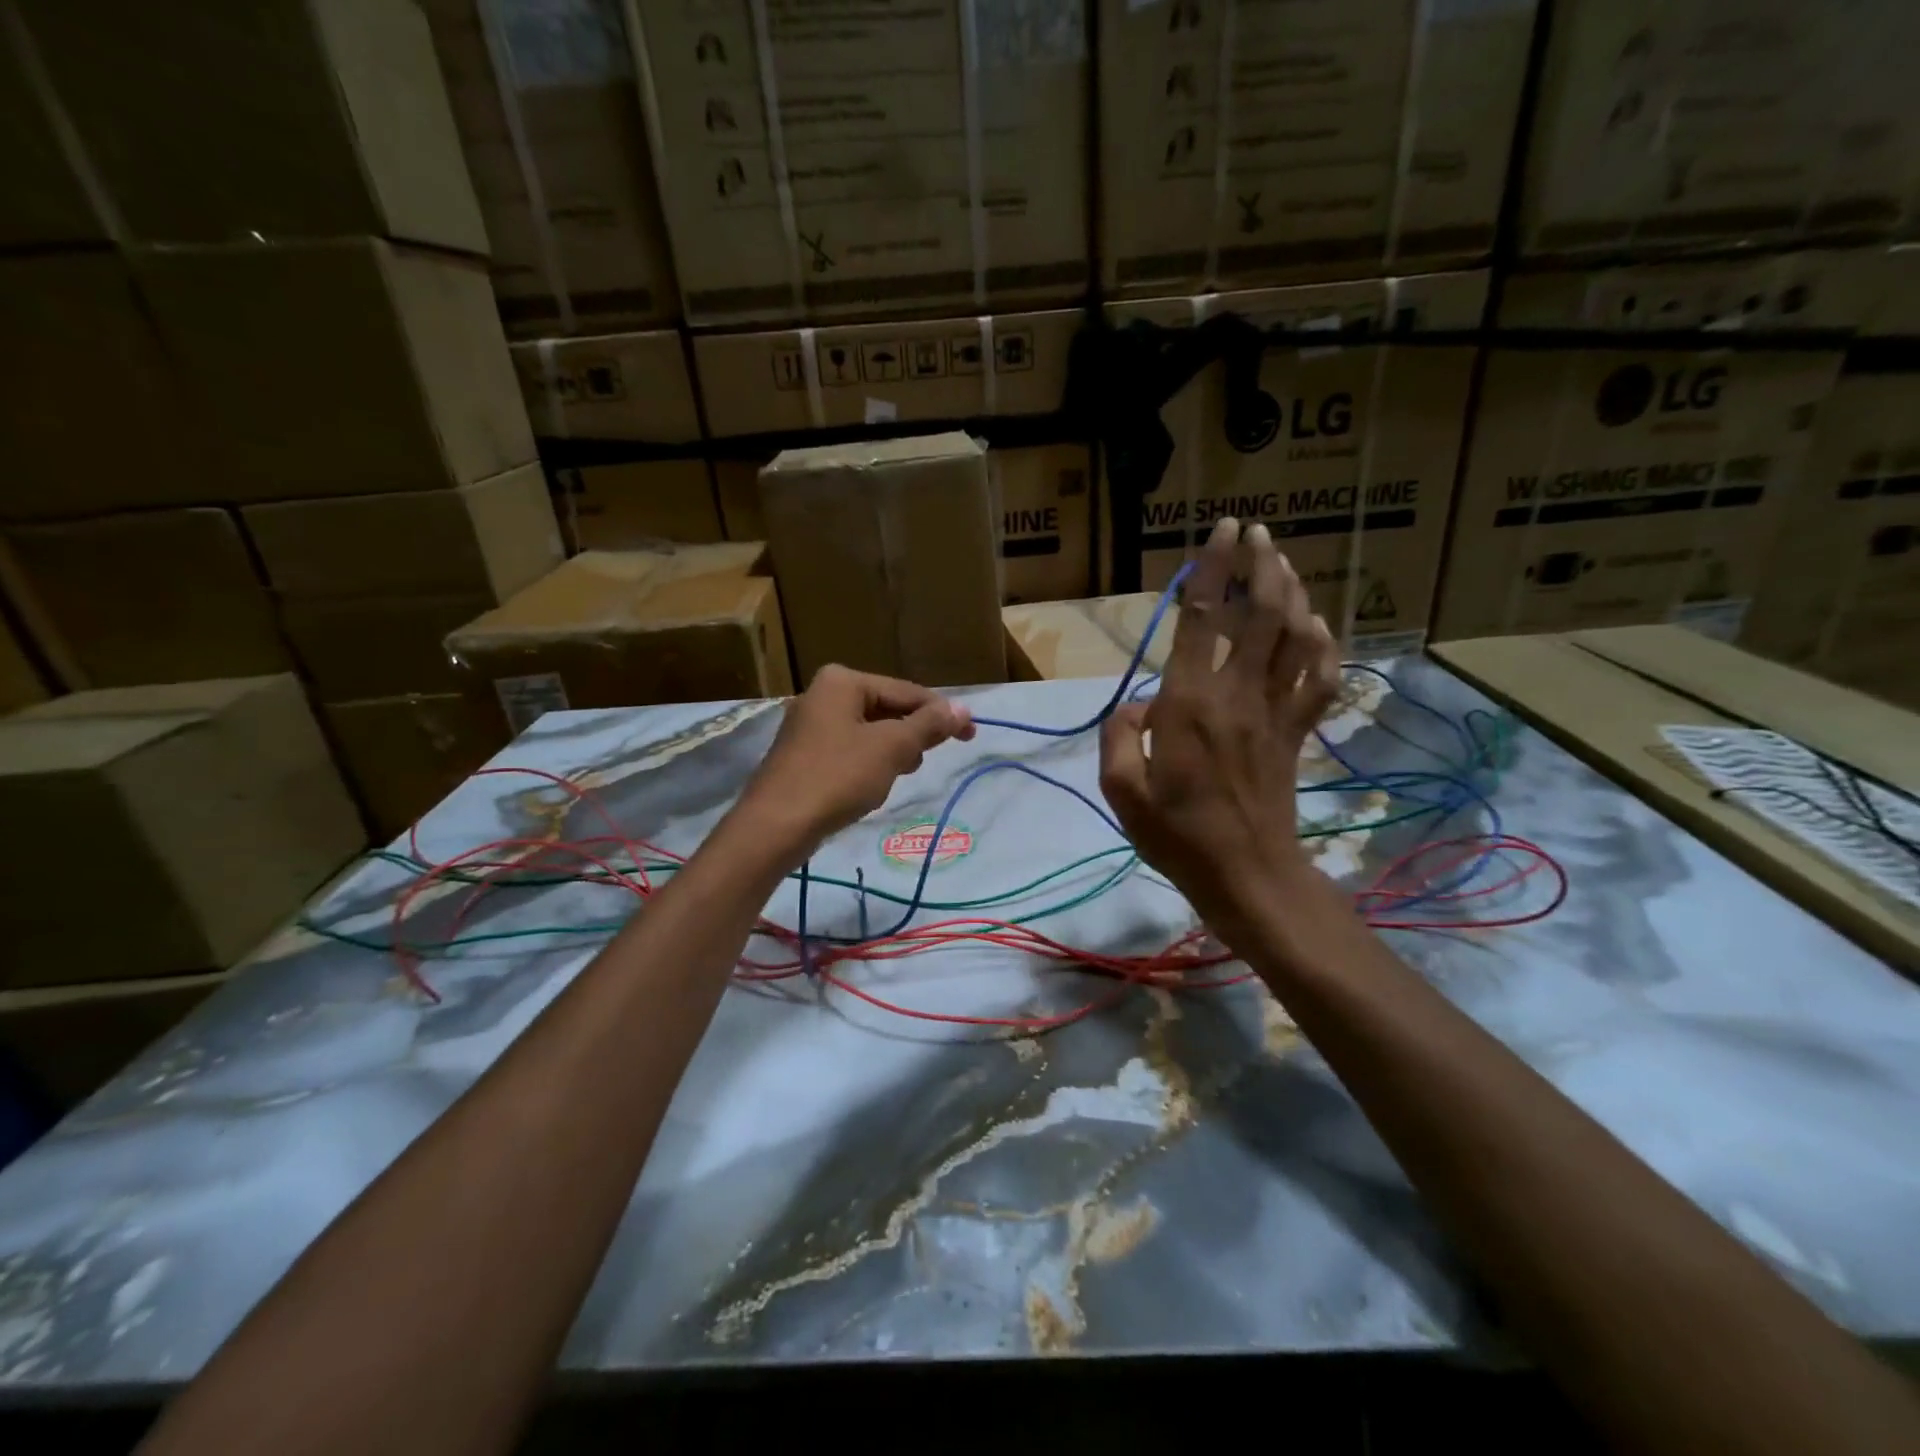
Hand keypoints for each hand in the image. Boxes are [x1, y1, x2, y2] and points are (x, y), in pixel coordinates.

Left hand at [738, 664, 975, 853]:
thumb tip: (963, 709)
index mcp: (842, 681)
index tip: (970, 735)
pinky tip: (871, 786)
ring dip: (891, 752)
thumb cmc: (837, 777)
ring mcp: (809, 725)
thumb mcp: (891, 748)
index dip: (941, 714)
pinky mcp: (803, 755)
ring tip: (896, 777)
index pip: (905, 691)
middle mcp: (822, 694)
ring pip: (869, 732)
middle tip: (924, 761)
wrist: (775, 826)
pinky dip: (868, 764)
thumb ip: (928, 725)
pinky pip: (850, 750)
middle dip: (911, 735)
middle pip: (886, 709)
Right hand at [1099, 517, 1340, 934]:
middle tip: (1257, 532)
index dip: (1214, 569)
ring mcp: (1275, 713)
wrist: (1247, 876)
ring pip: (1294, 637)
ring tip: (1281, 562)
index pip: (1204, 620)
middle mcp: (1237, 695)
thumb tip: (1137, 707)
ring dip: (1291, 593)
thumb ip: (1118, 738)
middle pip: (1261, 615)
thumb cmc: (1177, 836)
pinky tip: (1317, 627)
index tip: (1222, 530)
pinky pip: (1319, 680)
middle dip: (1261, 566)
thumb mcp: (1122, 792)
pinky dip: (1324, 647)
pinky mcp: (1296, 734)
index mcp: (1189, 704)